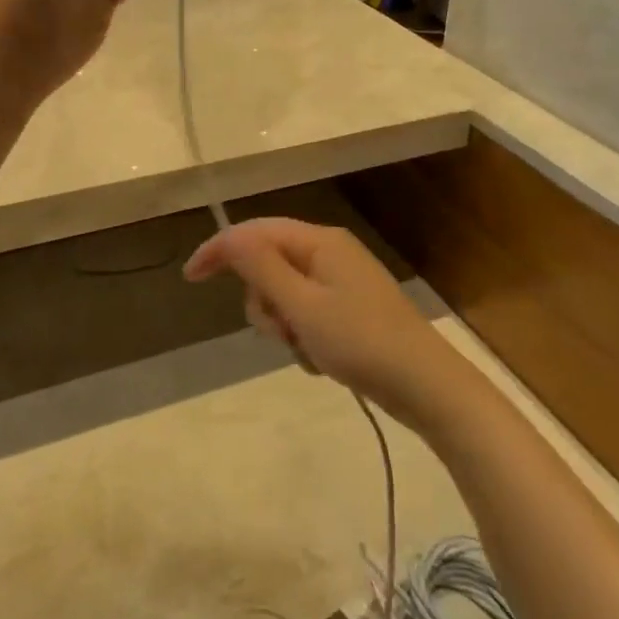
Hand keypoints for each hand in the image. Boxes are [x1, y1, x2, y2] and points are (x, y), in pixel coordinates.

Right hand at [183, 218, 460, 422]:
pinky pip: (306, 313)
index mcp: (320, 241)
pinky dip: (303, 336)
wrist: (428, 387)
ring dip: (284, 324)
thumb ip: (262, 268)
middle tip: (282, 331)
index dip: (220, 249)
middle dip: (264, 301)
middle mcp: (330, 252)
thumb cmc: (361, 342)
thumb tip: (229, 235)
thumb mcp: (303, 306)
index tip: (190, 278)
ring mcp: (342, 281)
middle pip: (269, 263)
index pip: (256, 231)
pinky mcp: (350, 308)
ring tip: (307, 349)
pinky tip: (323, 360)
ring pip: (285, 293)